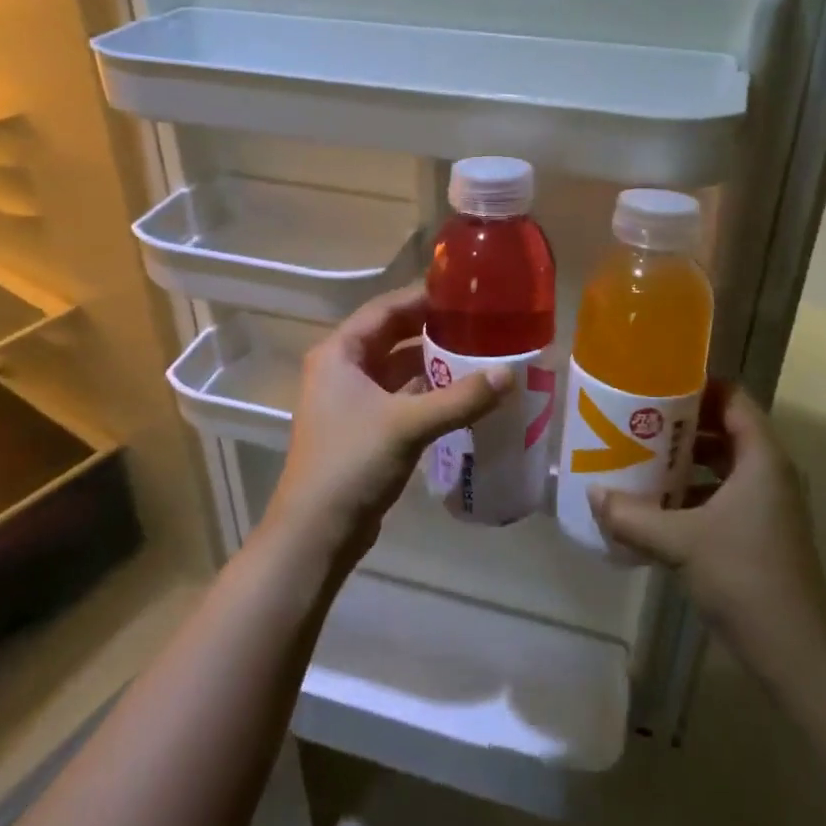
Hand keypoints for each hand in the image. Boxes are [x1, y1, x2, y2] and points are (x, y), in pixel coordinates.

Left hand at [269, 285, 510, 566]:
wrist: (316, 532)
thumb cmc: (352, 462)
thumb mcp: (408, 424)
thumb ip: (460, 398)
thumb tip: (510, 374)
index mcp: (339, 353)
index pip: (385, 310)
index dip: (422, 298)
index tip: (463, 292)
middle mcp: (341, 370)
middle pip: (392, 337)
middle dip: (432, 330)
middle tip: (478, 322)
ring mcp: (351, 401)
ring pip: (398, 369)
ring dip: (432, 363)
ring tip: (478, 353)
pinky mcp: (364, 429)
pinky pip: (401, 398)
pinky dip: (428, 393)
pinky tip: (462, 394)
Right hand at [592, 384, 825, 677]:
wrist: (795, 652)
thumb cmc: (742, 577)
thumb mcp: (679, 542)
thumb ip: (632, 516)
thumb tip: (593, 495)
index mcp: (761, 458)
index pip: (733, 398)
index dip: (698, 386)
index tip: (656, 386)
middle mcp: (770, 473)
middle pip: (726, 428)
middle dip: (682, 425)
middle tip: (638, 422)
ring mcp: (769, 505)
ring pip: (724, 465)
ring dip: (686, 461)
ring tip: (641, 460)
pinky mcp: (762, 532)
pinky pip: (725, 495)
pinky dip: (695, 493)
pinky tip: (659, 508)